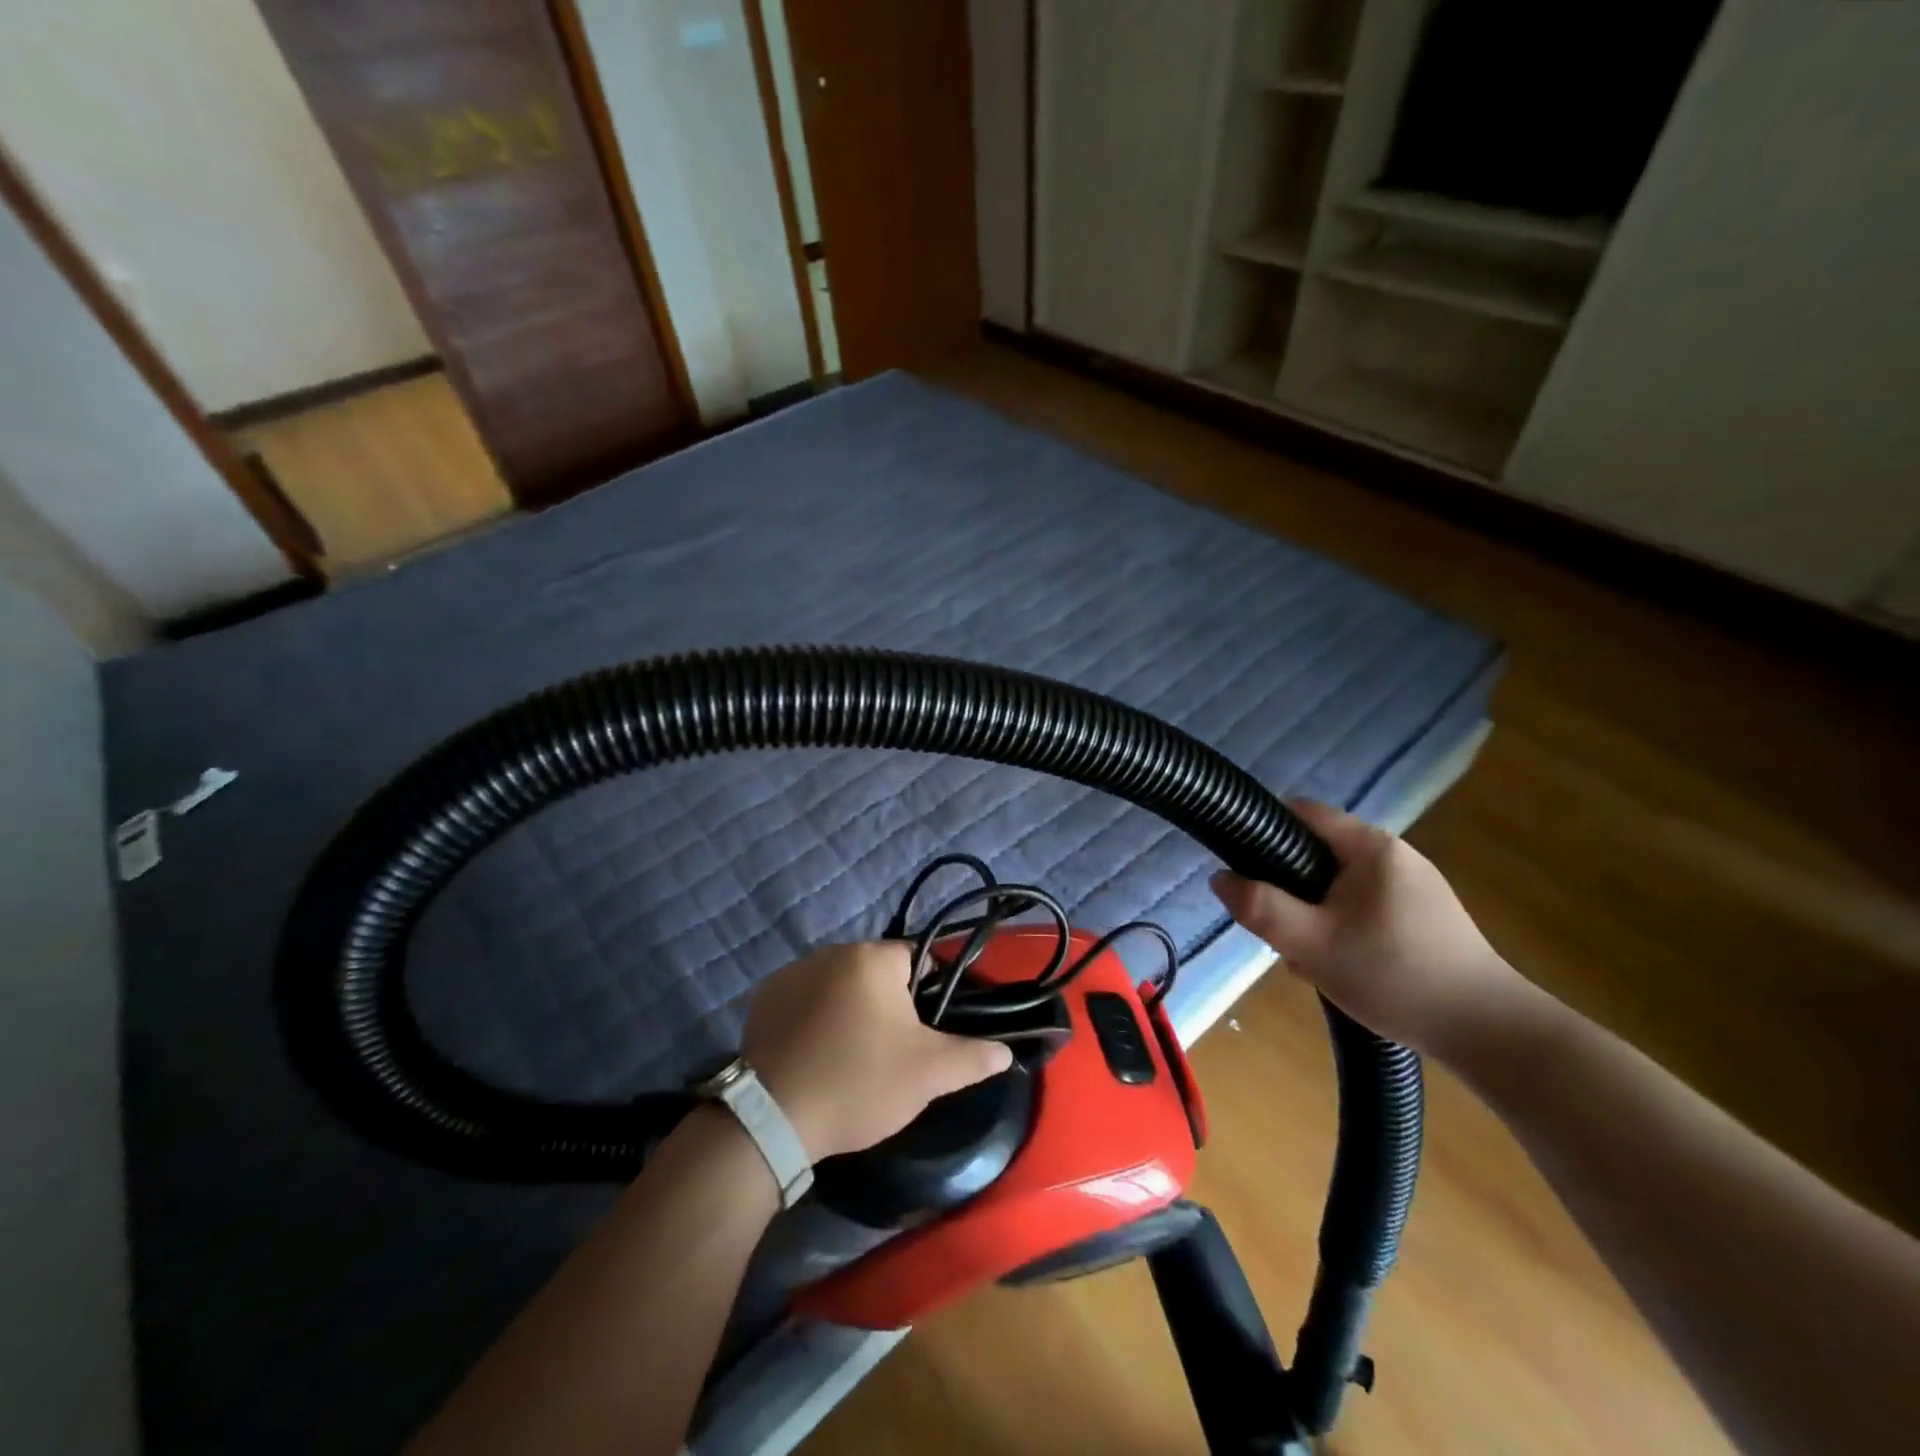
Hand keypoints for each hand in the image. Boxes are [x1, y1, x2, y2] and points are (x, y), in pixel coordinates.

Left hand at [742, 942, 1014, 1161]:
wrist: (772, 1119)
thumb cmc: (859, 1083)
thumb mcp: (927, 1074)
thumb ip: (972, 1056)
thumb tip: (1005, 1051)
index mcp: (873, 958)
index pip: (918, 960)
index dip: (929, 996)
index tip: (925, 1033)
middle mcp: (831, 952)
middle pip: (877, 972)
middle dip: (889, 1004)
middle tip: (890, 1052)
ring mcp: (792, 972)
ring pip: (840, 985)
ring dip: (850, 1009)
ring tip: (850, 1057)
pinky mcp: (764, 997)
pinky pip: (805, 999)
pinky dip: (815, 1018)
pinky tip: (815, 1055)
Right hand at [1210, 800, 1534, 1061]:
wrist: (1489, 1033)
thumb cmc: (1394, 976)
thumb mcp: (1311, 944)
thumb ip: (1259, 907)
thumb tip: (1220, 878)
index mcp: (1371, 846)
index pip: (1301, 812)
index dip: (1262, 830)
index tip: (1241, 867)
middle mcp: (1395, 855)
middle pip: (1316, 853)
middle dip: (1288, 889)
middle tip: (1279, 930)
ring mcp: (1415, 886)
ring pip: (1338, 886)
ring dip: (1314, 915)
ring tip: (1311, 959)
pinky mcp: (1425, 916)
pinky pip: (1363, 907)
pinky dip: (1342, 928)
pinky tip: (1345, 967)